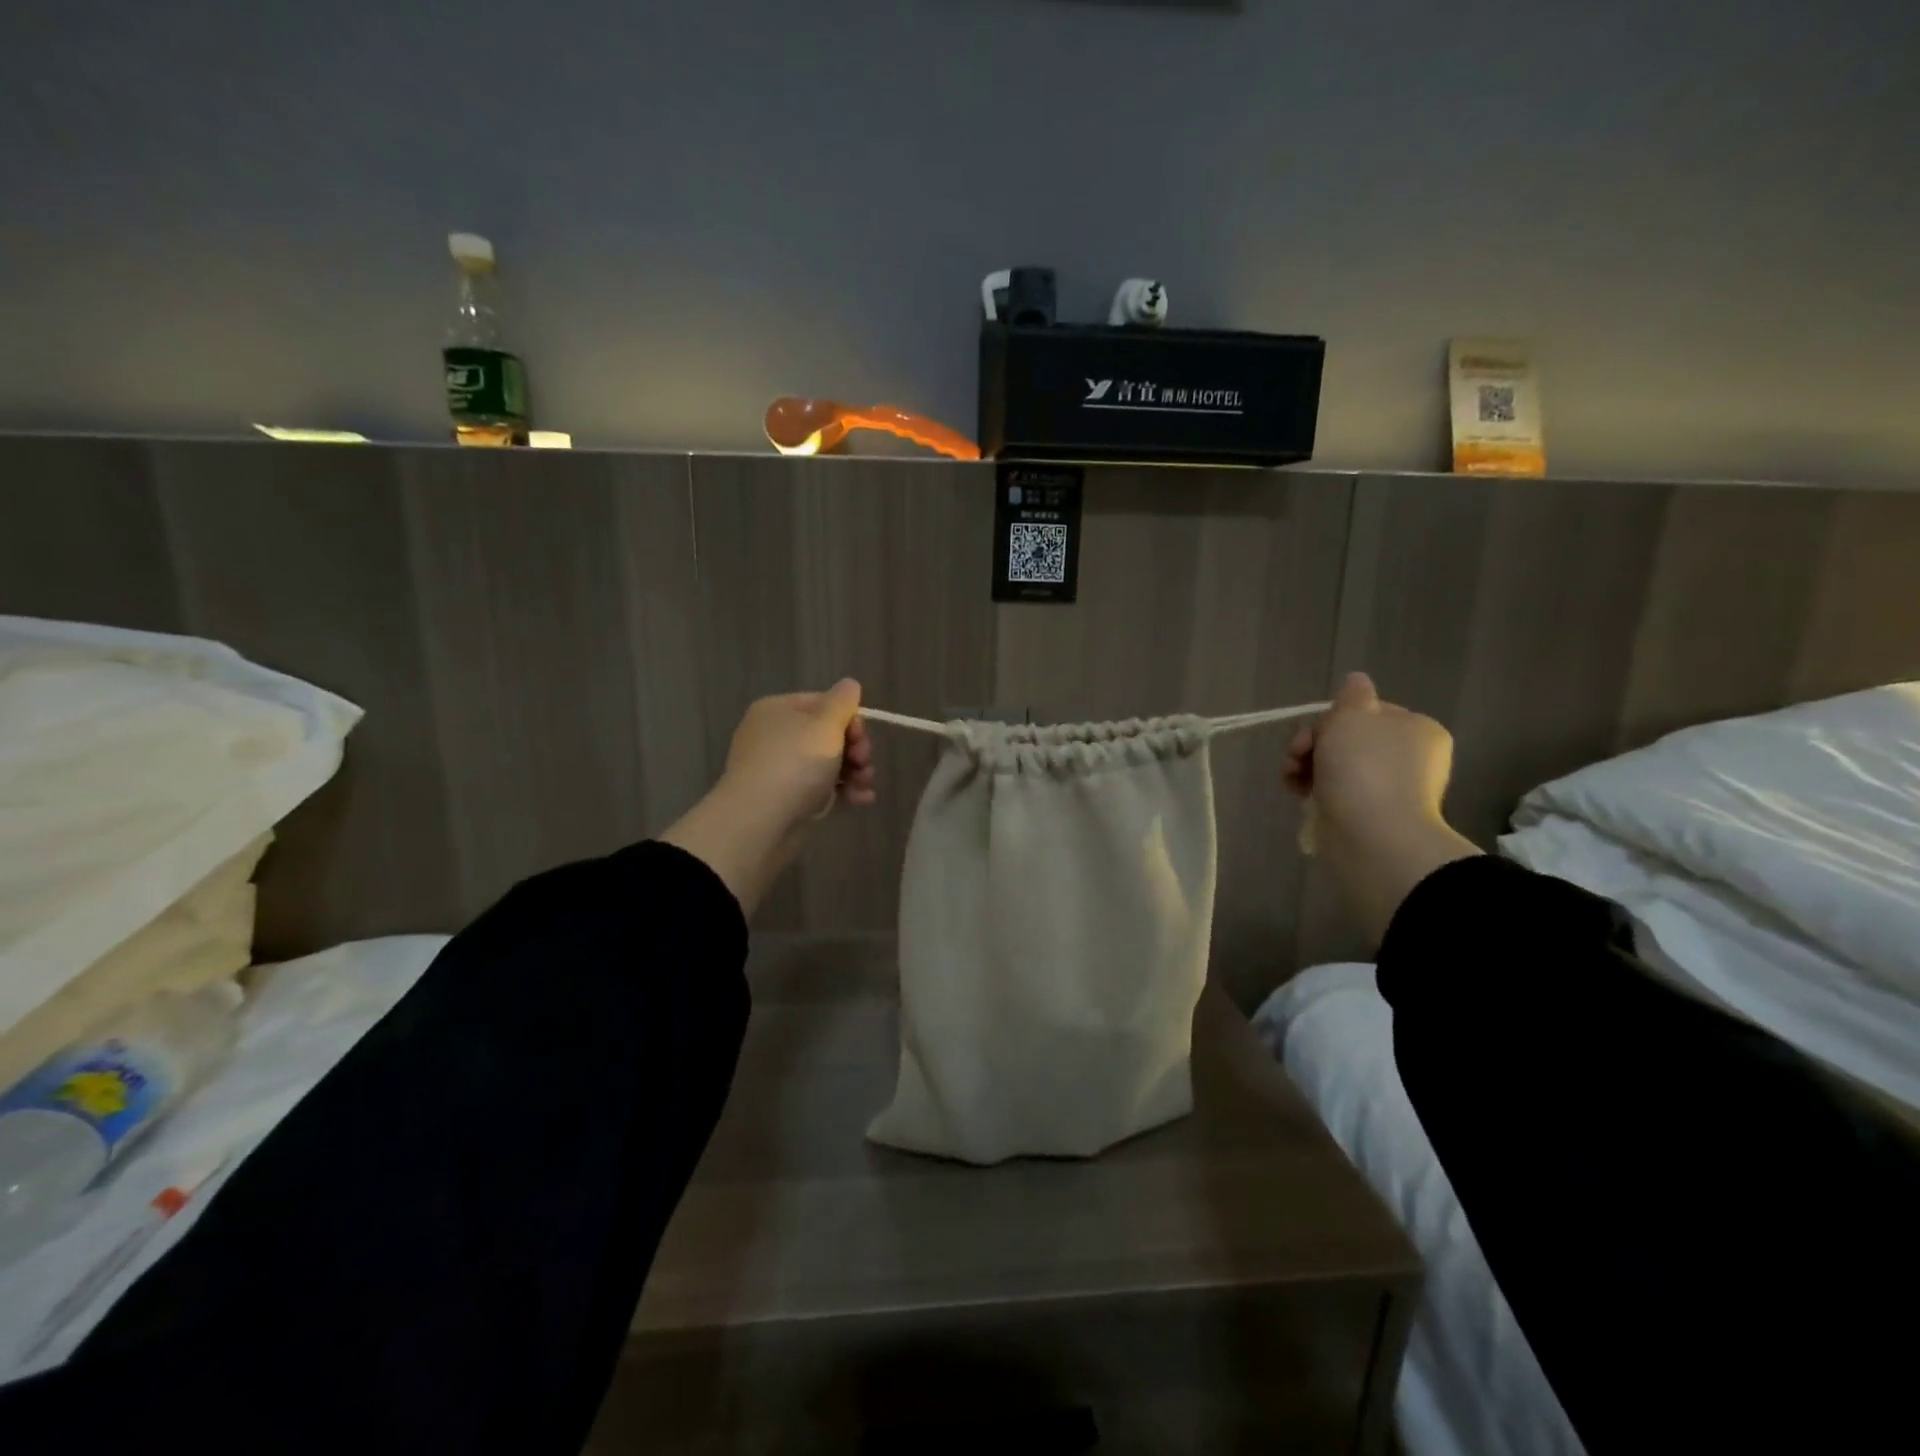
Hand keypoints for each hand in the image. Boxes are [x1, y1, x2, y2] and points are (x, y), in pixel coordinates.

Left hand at [722, 680, 876, 826]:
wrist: (760, 821)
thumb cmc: (795, 763)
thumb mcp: (825, 724)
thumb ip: (843, 702)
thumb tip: (849, 685)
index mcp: (778, 710)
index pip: (823, 703)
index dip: (849, 718)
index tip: (860, 737)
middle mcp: (775, 735)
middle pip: (828, 734)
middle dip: (855, 748)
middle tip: (864, 762)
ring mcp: (779, 769)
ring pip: (827, 763)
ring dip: (854, 772)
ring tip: (865, 785)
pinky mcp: (786, 800)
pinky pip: (821, 788)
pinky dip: (842, 791)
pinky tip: (861, 800)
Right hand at [1284, 672, 1479, 945]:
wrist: (1373, 837)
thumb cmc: (1363, 768)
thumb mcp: (1352, 716)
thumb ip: (1352, 695)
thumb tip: (1357, 681)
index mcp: (1416, 729)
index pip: (1367, 712)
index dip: (1333, 718)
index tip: (1314, 732)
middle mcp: (1410, 758)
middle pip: (1348, 738)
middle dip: (1313, 744)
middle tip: (1296, 755)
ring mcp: (1391, 790)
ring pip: (1337, 766)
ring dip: (1306, 766)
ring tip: (1290, 779)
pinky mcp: (1371, 816)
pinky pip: (1337, 793)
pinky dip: (1314, 791)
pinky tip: (1298, 795)